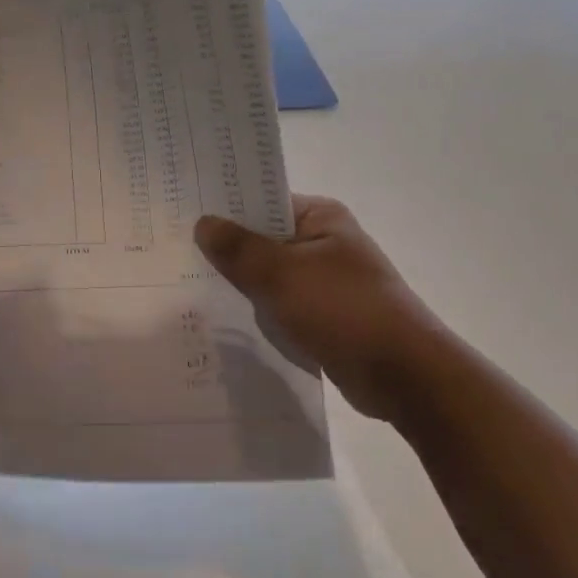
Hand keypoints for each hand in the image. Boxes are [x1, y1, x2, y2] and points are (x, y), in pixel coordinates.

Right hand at [194, 195, 438, 421]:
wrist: (403, 376)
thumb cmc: (343, 311)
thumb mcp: (281, 274)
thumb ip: (238, 248)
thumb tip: (203, 223)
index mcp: (321, 217)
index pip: (262, 202)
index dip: (223, 210)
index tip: (181, 218)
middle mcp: (323, 242)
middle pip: (262, 239)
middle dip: (226, 251)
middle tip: (174, 255)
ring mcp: (324, 281)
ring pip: (268, 275)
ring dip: (240, 284)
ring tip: (188, 286)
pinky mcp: (323, 315)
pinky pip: (279, 305)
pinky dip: (257, 311)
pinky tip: (223, 319)